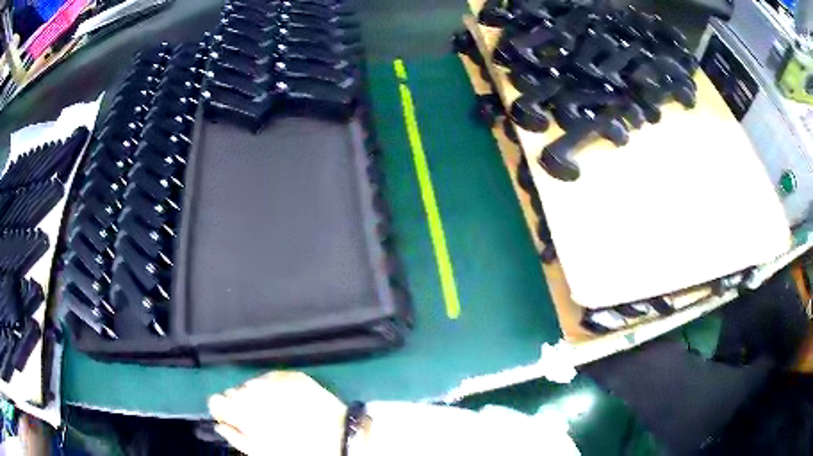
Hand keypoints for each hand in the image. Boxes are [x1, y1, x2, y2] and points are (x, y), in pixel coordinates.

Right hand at [209, 371, 347, 454]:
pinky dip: (276, 389)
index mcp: (243, 411)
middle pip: (235, 392)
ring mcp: (275, 380)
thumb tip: (221, 426)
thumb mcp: (264, 453)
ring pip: (253, 384)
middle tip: (260, 421)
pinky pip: (274, 378)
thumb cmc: (299, 451)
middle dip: (242, 405)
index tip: (232, 420)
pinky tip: (290, 403)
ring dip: (259, 396)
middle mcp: (254, 390)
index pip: (216, 400)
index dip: (223, 412)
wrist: (342, 439)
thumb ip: (236, 438)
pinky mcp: (294, 375)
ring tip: (278, 413)